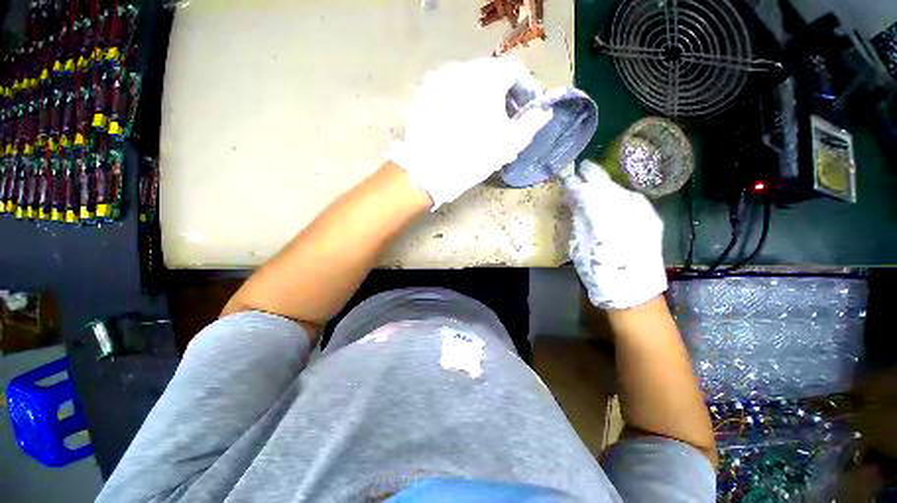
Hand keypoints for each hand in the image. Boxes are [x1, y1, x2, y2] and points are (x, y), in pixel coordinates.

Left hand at [388, 57, 552, 208]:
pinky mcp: (423, 95)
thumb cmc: (474, 157)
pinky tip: (459, 125)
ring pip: (468, 83)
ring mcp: (438, 80)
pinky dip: (460, 102)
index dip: (525, 90)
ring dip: (481, 98)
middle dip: (503, 95)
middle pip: (490, 74)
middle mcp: (462, 69)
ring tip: (481, 124)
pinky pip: (449, 92)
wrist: (429, 172)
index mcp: (487, 76)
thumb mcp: (510, 143)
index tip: (526, 110)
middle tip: (505, 119)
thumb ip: (532, 123)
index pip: (514, 70)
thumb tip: (543, 112)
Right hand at [565, 161, 666, 309]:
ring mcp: (644, 215)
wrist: (634, 292)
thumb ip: (579, 220)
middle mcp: (627, 214)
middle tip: (582, 169)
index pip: (589, 194)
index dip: (578, 184)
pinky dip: (620, 193)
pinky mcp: (652, 220)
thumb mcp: (580, 247)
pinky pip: (634, 198)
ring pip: (622, 190)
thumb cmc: (599, 273)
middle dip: (594, 177)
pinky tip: (613, 195)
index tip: (568, 178)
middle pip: (608, 187)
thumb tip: (574, 199)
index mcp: (603, 223)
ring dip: (608, 184)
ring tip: (595, 180)